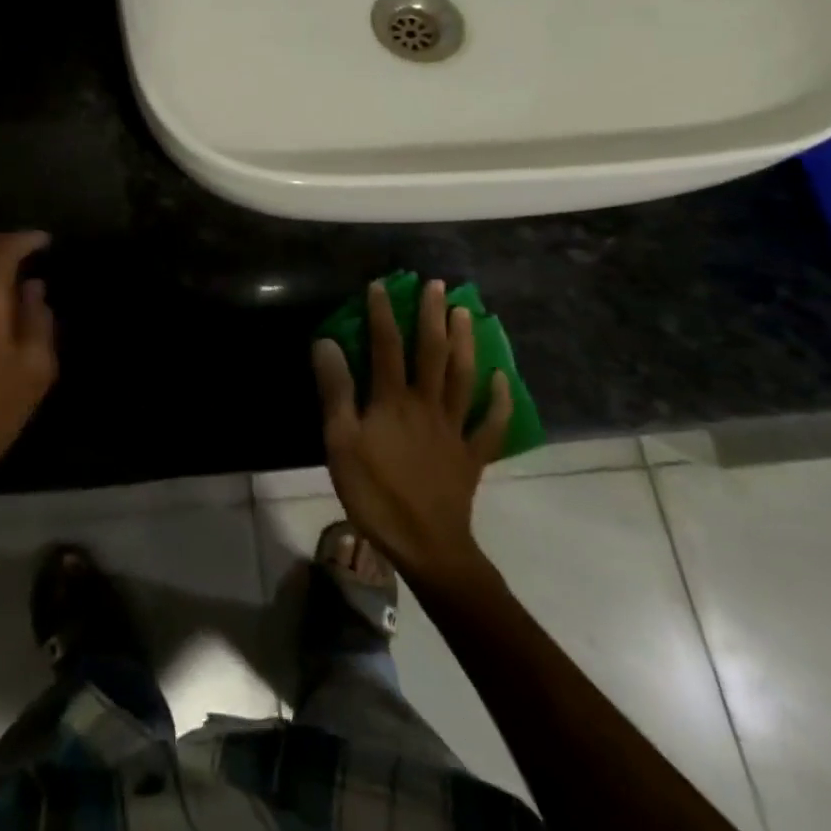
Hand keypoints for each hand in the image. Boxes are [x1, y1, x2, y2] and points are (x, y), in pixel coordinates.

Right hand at [311, 280, 511, 589]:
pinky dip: (500, 400)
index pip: (386, 346)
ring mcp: (454, 429)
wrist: (427, 546)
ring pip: (463, 377)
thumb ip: (336, 391)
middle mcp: (427, 405)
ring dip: (465, 343)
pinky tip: (502, 379)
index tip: (382, 284)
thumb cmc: (376, 494)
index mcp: (393, 401)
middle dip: (432, 315)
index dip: (383, 313)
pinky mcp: (472, 455)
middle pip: (432, 352)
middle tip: (438, 285)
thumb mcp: (340, 443)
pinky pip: (491, 425)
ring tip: (466, 313)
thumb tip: (327, 343)